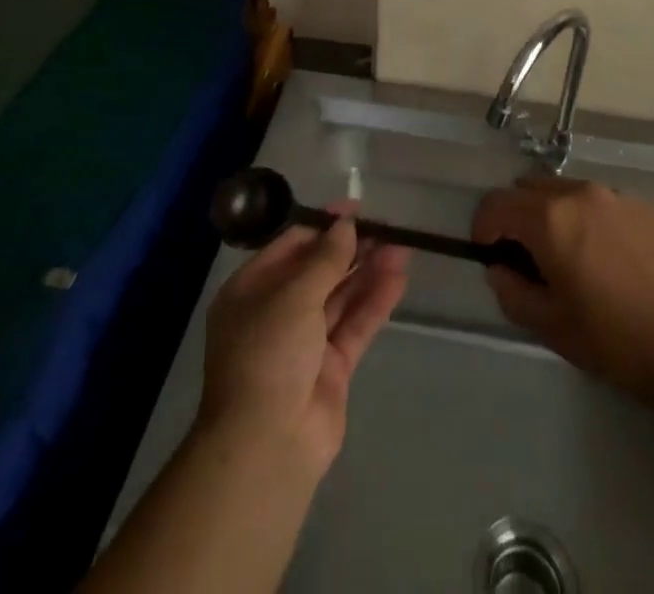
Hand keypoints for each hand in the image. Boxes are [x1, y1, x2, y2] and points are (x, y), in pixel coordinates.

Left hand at [198, 203, 410, 475]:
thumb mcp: (293, 295)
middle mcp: (276, 312)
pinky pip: (354, 325)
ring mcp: (304, 342)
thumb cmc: (268, 354)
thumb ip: (325, 258)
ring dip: (369, 271)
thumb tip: (346, 224)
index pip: (290, 245)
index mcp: (251, 290)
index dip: (323, 224)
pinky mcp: (331, 368)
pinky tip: (398, 278)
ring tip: (402, 246)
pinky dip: (375, 302)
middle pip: (319, 270)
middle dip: (352, 248)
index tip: (356, 208)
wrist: (268, 446)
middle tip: (387, 227)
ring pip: (340, 296)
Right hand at [472, 177, 653, 410]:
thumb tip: (500, 269)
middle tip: (524, 258)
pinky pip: (595, 200)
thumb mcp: (552, 327)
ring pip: (562, 190)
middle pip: (526, 189)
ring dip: (549, 213)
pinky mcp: (640, 205)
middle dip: (515, 217)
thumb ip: (513, 292)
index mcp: (550, 219)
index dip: (483, 228)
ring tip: (565, 257)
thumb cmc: (617, 340)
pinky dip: (582, 217)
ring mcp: (613, 195)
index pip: (496, 205)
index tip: (489, 256)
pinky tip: (603, 258)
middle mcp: (578, 193)